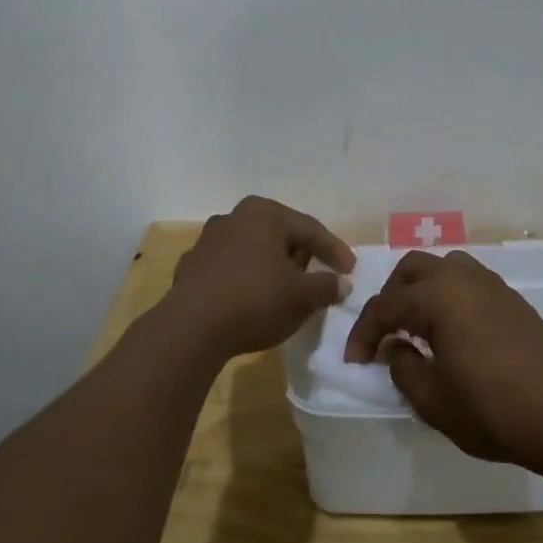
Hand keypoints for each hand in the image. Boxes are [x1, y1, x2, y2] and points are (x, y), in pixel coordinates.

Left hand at [165, 197, 355, 360]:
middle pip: (279, 235)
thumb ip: (326, 286)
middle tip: (320, 274)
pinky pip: (230, 269)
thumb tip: (342, 284)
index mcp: (264, 214)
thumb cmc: (255, 300)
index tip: (350, 270)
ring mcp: (208, 241)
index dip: (334, 250)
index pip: (310, 229)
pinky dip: (246, 280)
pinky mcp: (191, 267)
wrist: (192, 327)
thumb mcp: (301, 296)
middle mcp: (234, 217)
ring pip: (252, 250)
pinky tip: (253, 299)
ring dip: (272, 266)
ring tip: (287, 288)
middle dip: (301, 254)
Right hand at [343, 250, 542, 473]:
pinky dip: (449, 296)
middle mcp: (463, 279)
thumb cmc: (492, 410)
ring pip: (444, 268)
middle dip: (390, 297)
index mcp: (437, 297)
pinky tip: (452, 331)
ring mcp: (493, 286)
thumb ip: (402, 367)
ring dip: (422, 290)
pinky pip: (469, 282)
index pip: (385, 305)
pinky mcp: (514, 301)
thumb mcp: (432, 400)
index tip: (355, 362)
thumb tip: (394, 346)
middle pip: (412, 269)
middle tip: (384, 333)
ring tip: (417, 326)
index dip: (363, 333)